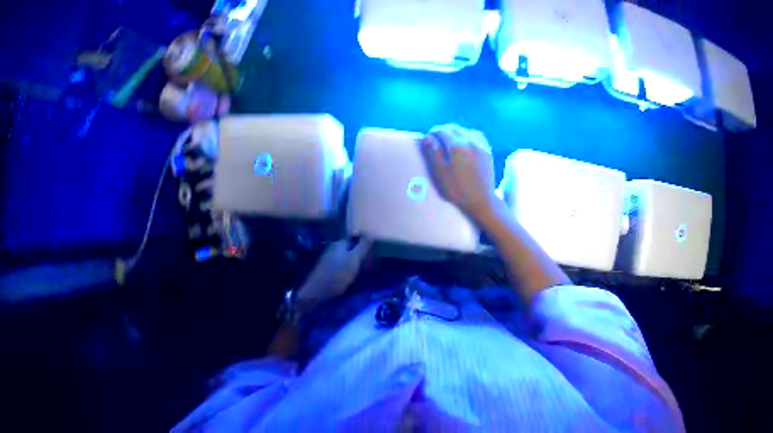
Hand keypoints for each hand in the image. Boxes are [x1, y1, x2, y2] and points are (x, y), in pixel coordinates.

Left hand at [297, 238, 372, 303]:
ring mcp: (329, 259)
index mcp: (339, 244)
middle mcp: (333, 249)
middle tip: (370, 259)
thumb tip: (370, 234)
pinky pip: (341, 265)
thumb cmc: (338, 274)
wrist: (318, 291)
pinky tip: (351, 275)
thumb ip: (362, 247)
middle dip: (359, 251)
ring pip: (345, 256)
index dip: (363, 240)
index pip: (353, 236)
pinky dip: (348, 268)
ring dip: (354, 261)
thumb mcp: (354, 259)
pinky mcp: (327, 270)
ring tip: (364, 268)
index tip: (372, 246)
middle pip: (349, 246)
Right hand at [420, 124, 495, 219]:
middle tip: (437, 140)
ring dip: (456, 132)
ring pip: (466, 130)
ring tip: (450, 141)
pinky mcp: (488, 151)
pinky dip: (469, 135)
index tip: (428, 139)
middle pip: (454, 128)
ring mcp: (481, 145)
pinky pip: (477, 136)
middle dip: (444, 131)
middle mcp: (470, 141)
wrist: (482, 201)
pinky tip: (466, 143)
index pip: (442, 130)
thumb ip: (434, 153)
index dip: (433, 132)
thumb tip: (428, 137)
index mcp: (457, 146)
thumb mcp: (440, 173)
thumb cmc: (458, 189)